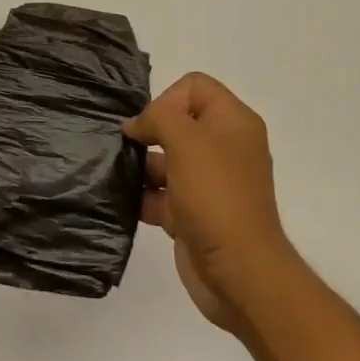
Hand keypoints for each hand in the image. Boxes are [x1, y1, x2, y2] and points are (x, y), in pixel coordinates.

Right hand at [124, 73, 298, 335]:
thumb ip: (158, 117)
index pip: (194, 86)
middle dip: (149, 132)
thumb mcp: (186, 141)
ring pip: (166, 158)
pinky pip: (163, 192)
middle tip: (129, 147)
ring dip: (141, 164)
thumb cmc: (216, 197)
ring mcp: (210, 182)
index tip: (152, 125)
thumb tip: (136, 124)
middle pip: (177, 121)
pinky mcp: (194, 213)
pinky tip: (126, 201)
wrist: (239, 274)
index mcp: (233, 122)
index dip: (168, 99)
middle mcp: (224, 147)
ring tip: (120, 174)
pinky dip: (144, 195)